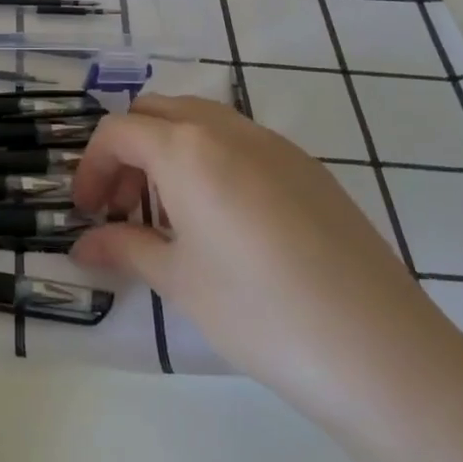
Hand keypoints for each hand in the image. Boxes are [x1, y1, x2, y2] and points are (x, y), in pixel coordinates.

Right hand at [71, 94, 462, 441]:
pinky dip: (211, 160)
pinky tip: (225, 222)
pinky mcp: (309, 167)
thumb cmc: (259, 312)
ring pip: (201, 121)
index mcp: (187, 148)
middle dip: (128, 150)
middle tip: (123, 207)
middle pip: (157, 112)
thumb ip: (125, 248)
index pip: (118, 132)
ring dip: (169, 151)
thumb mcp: (179, 281)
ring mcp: (275, 143)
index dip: (90, 167)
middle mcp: (228, 129)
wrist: (379, 349)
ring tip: (171, 215)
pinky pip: (241, 142)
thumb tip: (83, 245)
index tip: (86, 212)